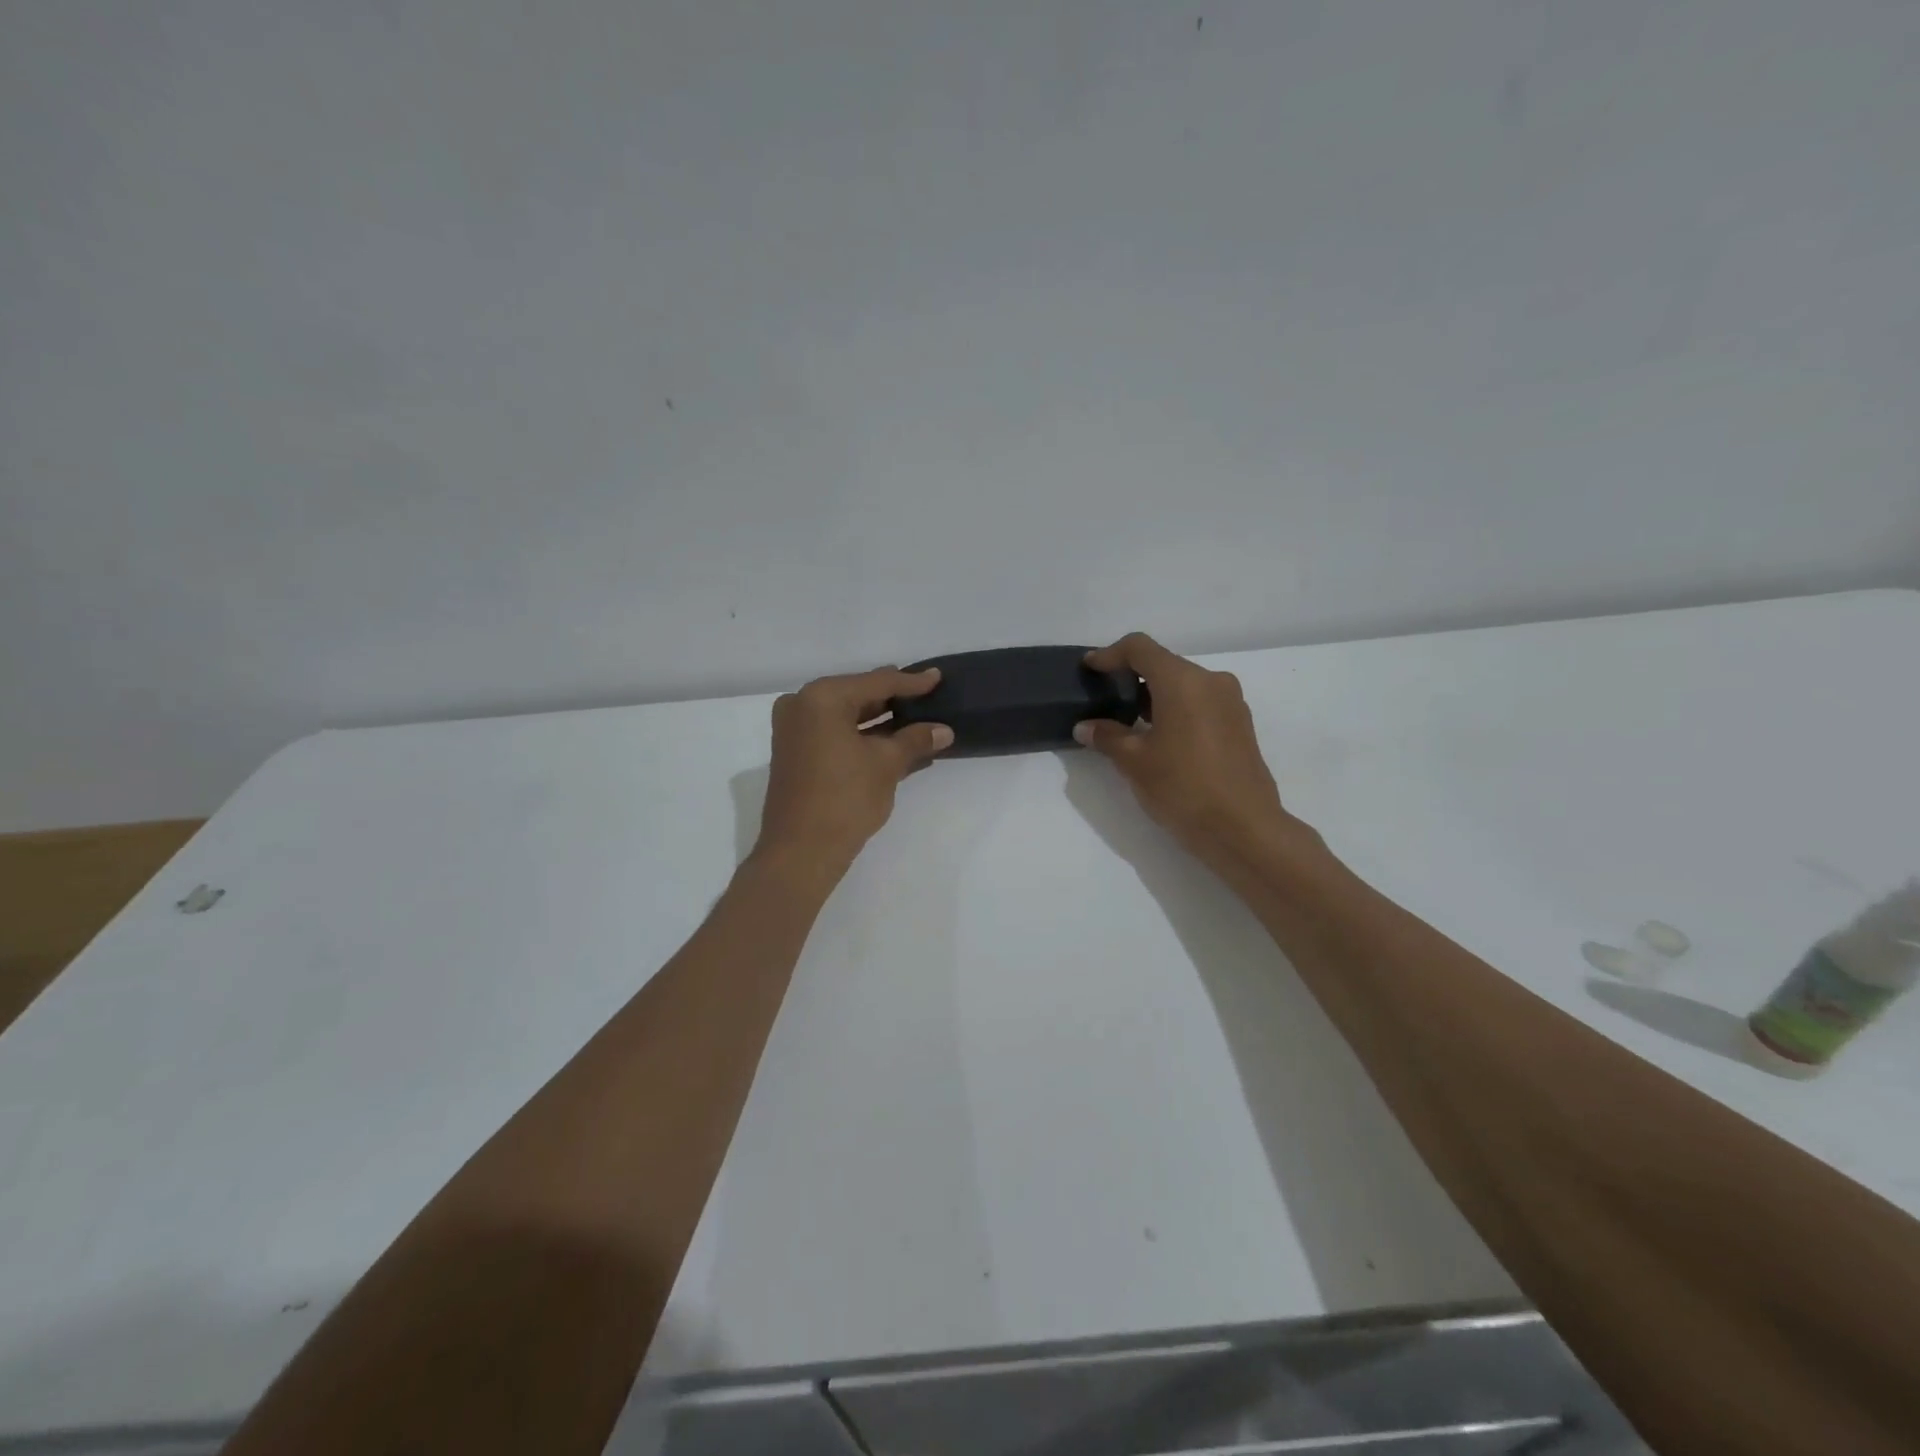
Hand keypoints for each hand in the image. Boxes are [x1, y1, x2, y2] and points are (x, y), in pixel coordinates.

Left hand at [755, 666, 953, 871]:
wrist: (801, 852)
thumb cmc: (845, 799)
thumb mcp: (886, 764)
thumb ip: (915, 740)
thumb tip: (944, 730)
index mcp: (822, 698)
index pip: (876, 682)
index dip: (911, 682)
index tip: (937, 677)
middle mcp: (802, 705)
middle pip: (858, 695)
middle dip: (894, 700)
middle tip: (927, 696)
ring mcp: (794, 730)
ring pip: (846, 716)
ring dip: (880, 722)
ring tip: (917, 721)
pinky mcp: (795, 753)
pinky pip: (835, 734)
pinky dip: (863, 737)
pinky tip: (895, 744)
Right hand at [1074, 633, 1301, 863]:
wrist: (1243, 829)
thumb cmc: (1183, 788)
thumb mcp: (1135, 762)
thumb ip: (1107, 737)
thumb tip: (1085, 727)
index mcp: (1183, 682)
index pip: (1140, 649)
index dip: (1110, 654)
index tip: (1090, 668)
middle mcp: (1211, 682)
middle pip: (1164, 664)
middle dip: (1132, 676)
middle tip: (1106, 698)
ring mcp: (1231, 703)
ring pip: (1184, 684)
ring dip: (1155, 695)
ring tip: (1129, 722)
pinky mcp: (1240, 725)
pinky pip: (1201, 703)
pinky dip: (1176, 709)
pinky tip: (1161, 738)